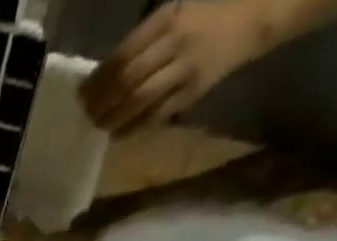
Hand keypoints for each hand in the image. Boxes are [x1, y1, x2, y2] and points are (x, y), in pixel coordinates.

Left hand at [79, 0, 273, 133]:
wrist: (254, 17)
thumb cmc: (208, 14)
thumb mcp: (177, 11)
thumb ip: (144, 39)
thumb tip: (107, 73)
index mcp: (168, 17)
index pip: (124, 53)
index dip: (99, 77)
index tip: (82, 93)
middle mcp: (175, 42)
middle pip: (128, 79)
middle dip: (102, 101)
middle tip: (87, 115)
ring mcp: (184, 70)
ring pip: (140, 100)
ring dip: (114, 118)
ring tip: (99, 126)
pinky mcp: (192, 92)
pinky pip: (157, 115)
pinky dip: (134, 127)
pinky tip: (119, 133)